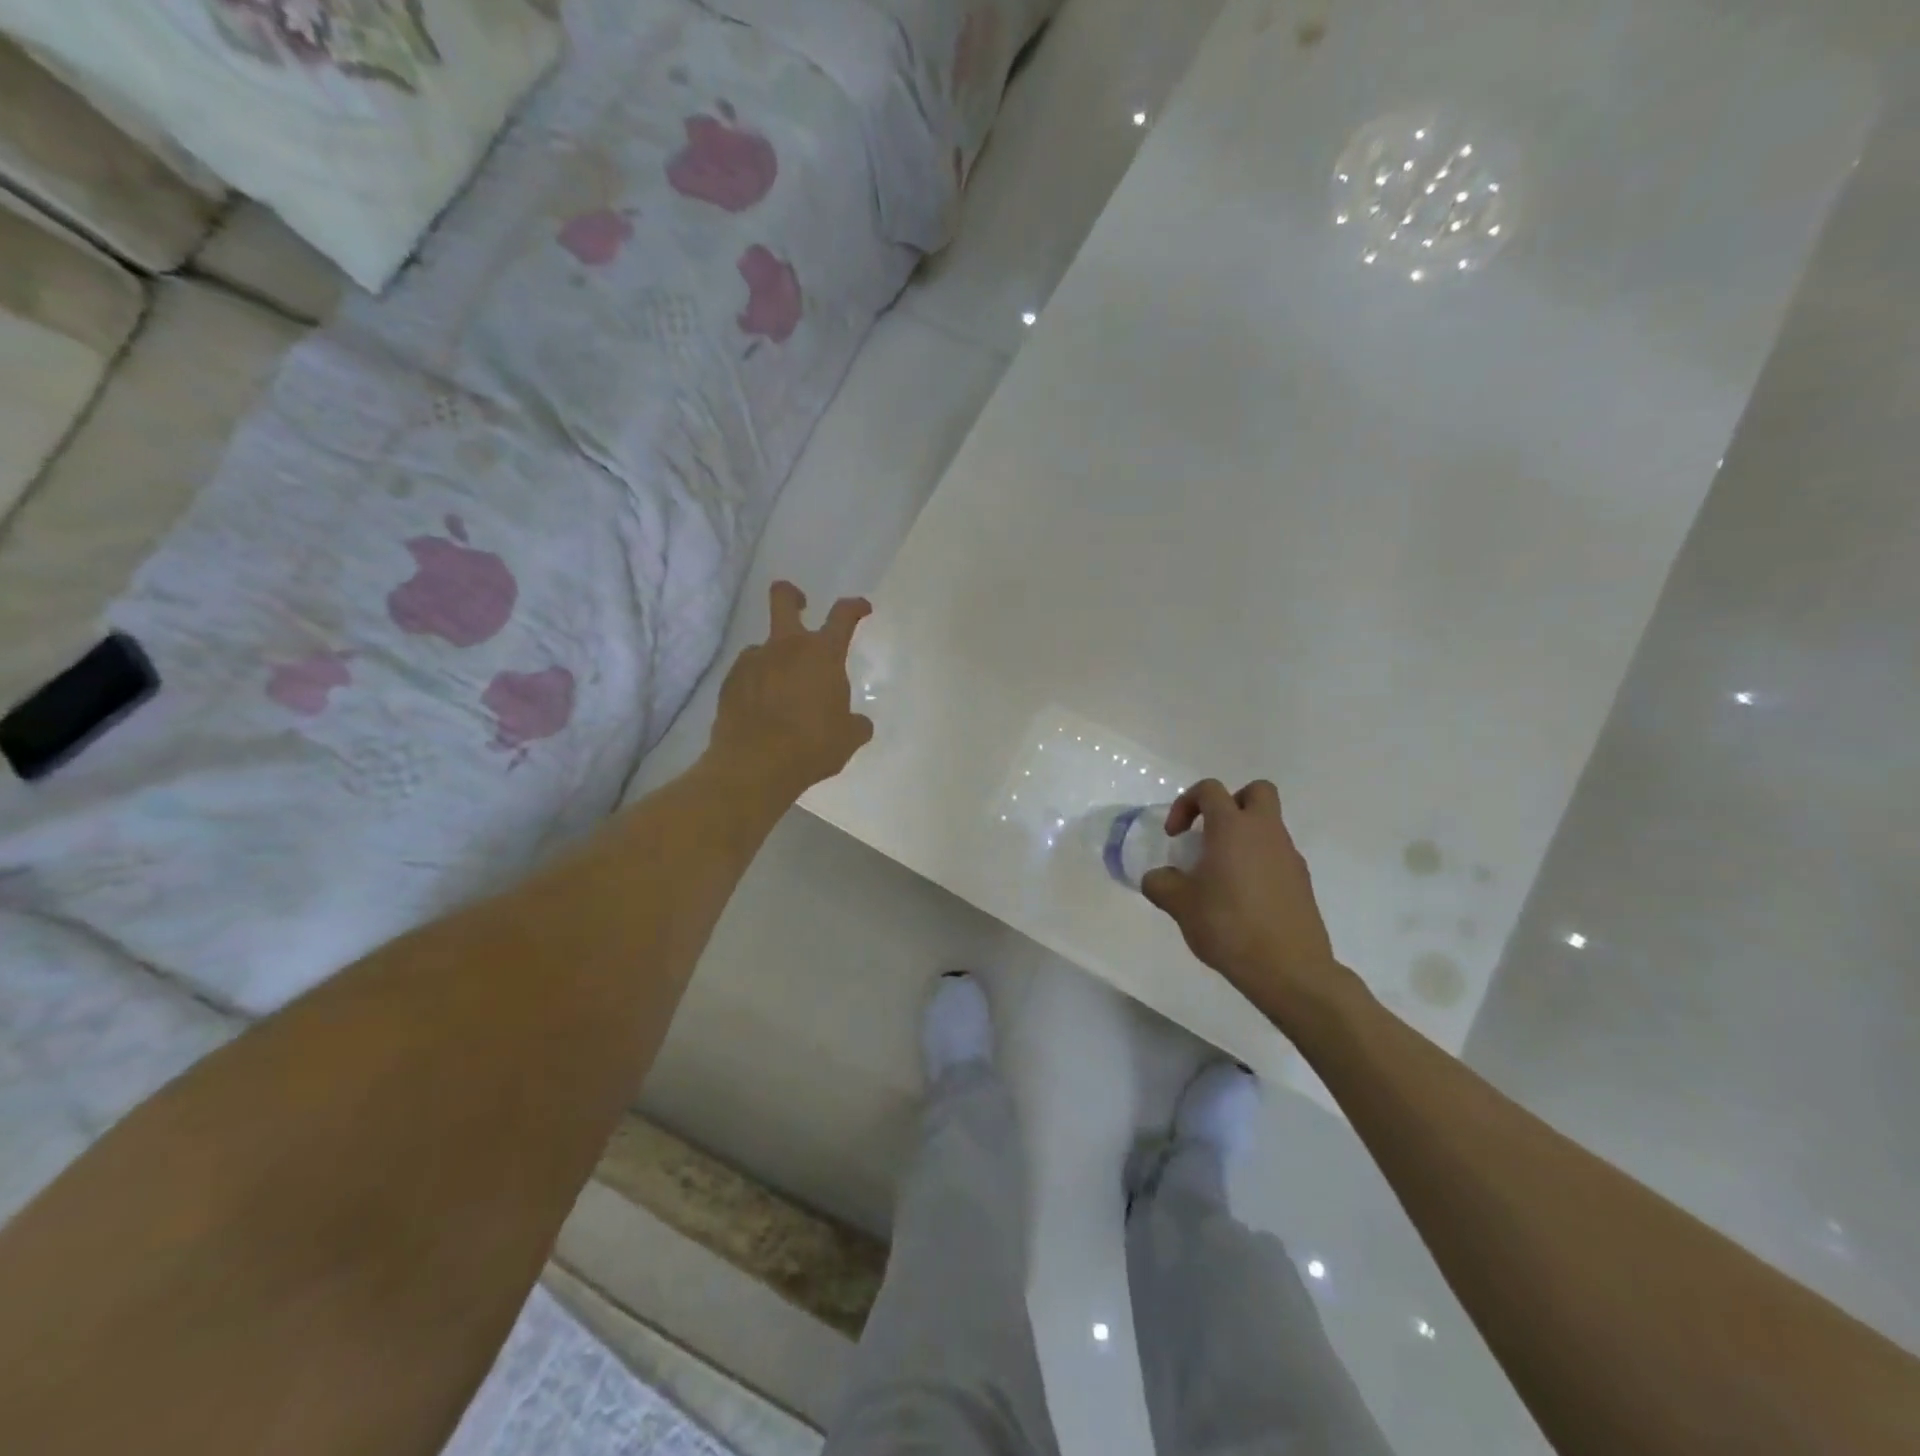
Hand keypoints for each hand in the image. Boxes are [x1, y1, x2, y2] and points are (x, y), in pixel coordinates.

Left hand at [707, 582, 873, 799]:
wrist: (754, 766)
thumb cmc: (811, 746)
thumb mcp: (848, 738)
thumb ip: (856, 724)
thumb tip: (859, 722)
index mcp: (822, 654)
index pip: (842, 615)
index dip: (854, 607)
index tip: (861, 609)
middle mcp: (786, 648)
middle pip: (783, 598)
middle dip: (793, 596)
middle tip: (801, 605)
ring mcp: (752, 661)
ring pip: (764, 645)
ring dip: (775, 659)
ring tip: (782, 693)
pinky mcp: (729, 682)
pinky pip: (747, 673)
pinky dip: (756, 684)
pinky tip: (762, 709)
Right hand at [1141, 779, 1344, 1019]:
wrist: (1289, 969)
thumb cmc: (1228, 926)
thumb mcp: (1179, 905)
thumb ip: (1161, 883)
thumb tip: (1159, 878)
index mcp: (1233, 827)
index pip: (1209, 790)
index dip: (1185, 804)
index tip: (1175, 836)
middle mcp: (1265, 832)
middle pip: (1256, 792)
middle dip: (1230, 803)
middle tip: (1210, 833)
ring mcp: (1289, 856)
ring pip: (1269, 826)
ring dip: (1244, 837)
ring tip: (1220, 875)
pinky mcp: (1302, 882)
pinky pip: (1277, 856)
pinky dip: (1258, 863)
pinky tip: (1242, 898)